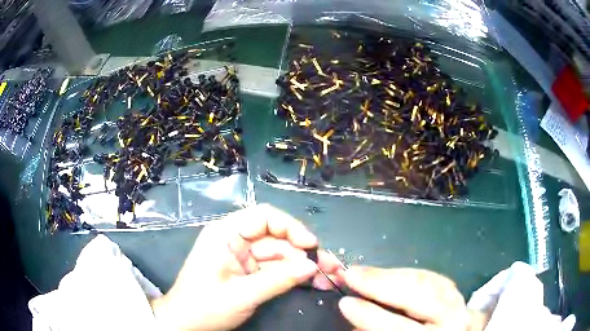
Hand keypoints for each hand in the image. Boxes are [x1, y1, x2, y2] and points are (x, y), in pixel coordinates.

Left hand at [150, 204, 341, 330]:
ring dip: (303, 265)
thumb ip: (278, 280)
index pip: (263, 217)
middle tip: (331, 266)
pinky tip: (312, 281)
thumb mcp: (241, 295)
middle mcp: (235, 240)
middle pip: (277, 238)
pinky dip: (293, 275)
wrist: (185, 324)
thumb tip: (312, 266)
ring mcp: (243, 257)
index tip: (312, 245)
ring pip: (279, 255)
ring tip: (329, 276)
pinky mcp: (248, 272)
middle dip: (304, 252)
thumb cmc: (204, 307)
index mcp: (225, 234)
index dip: (291, 227)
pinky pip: (275, 269)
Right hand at [338, 266, 481, 330]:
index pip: (399, 327)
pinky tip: (390, 274)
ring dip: (392, 275)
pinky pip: (432, 277)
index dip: (371, 315)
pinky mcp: (458, 291)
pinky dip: (408, 274)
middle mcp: (453, 320)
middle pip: (419, 295)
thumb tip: (354, 314)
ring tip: (364, 272)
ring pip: (427, 281)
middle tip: (351, 274)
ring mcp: (460, 302)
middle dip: (381, 283)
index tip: (345, 302)